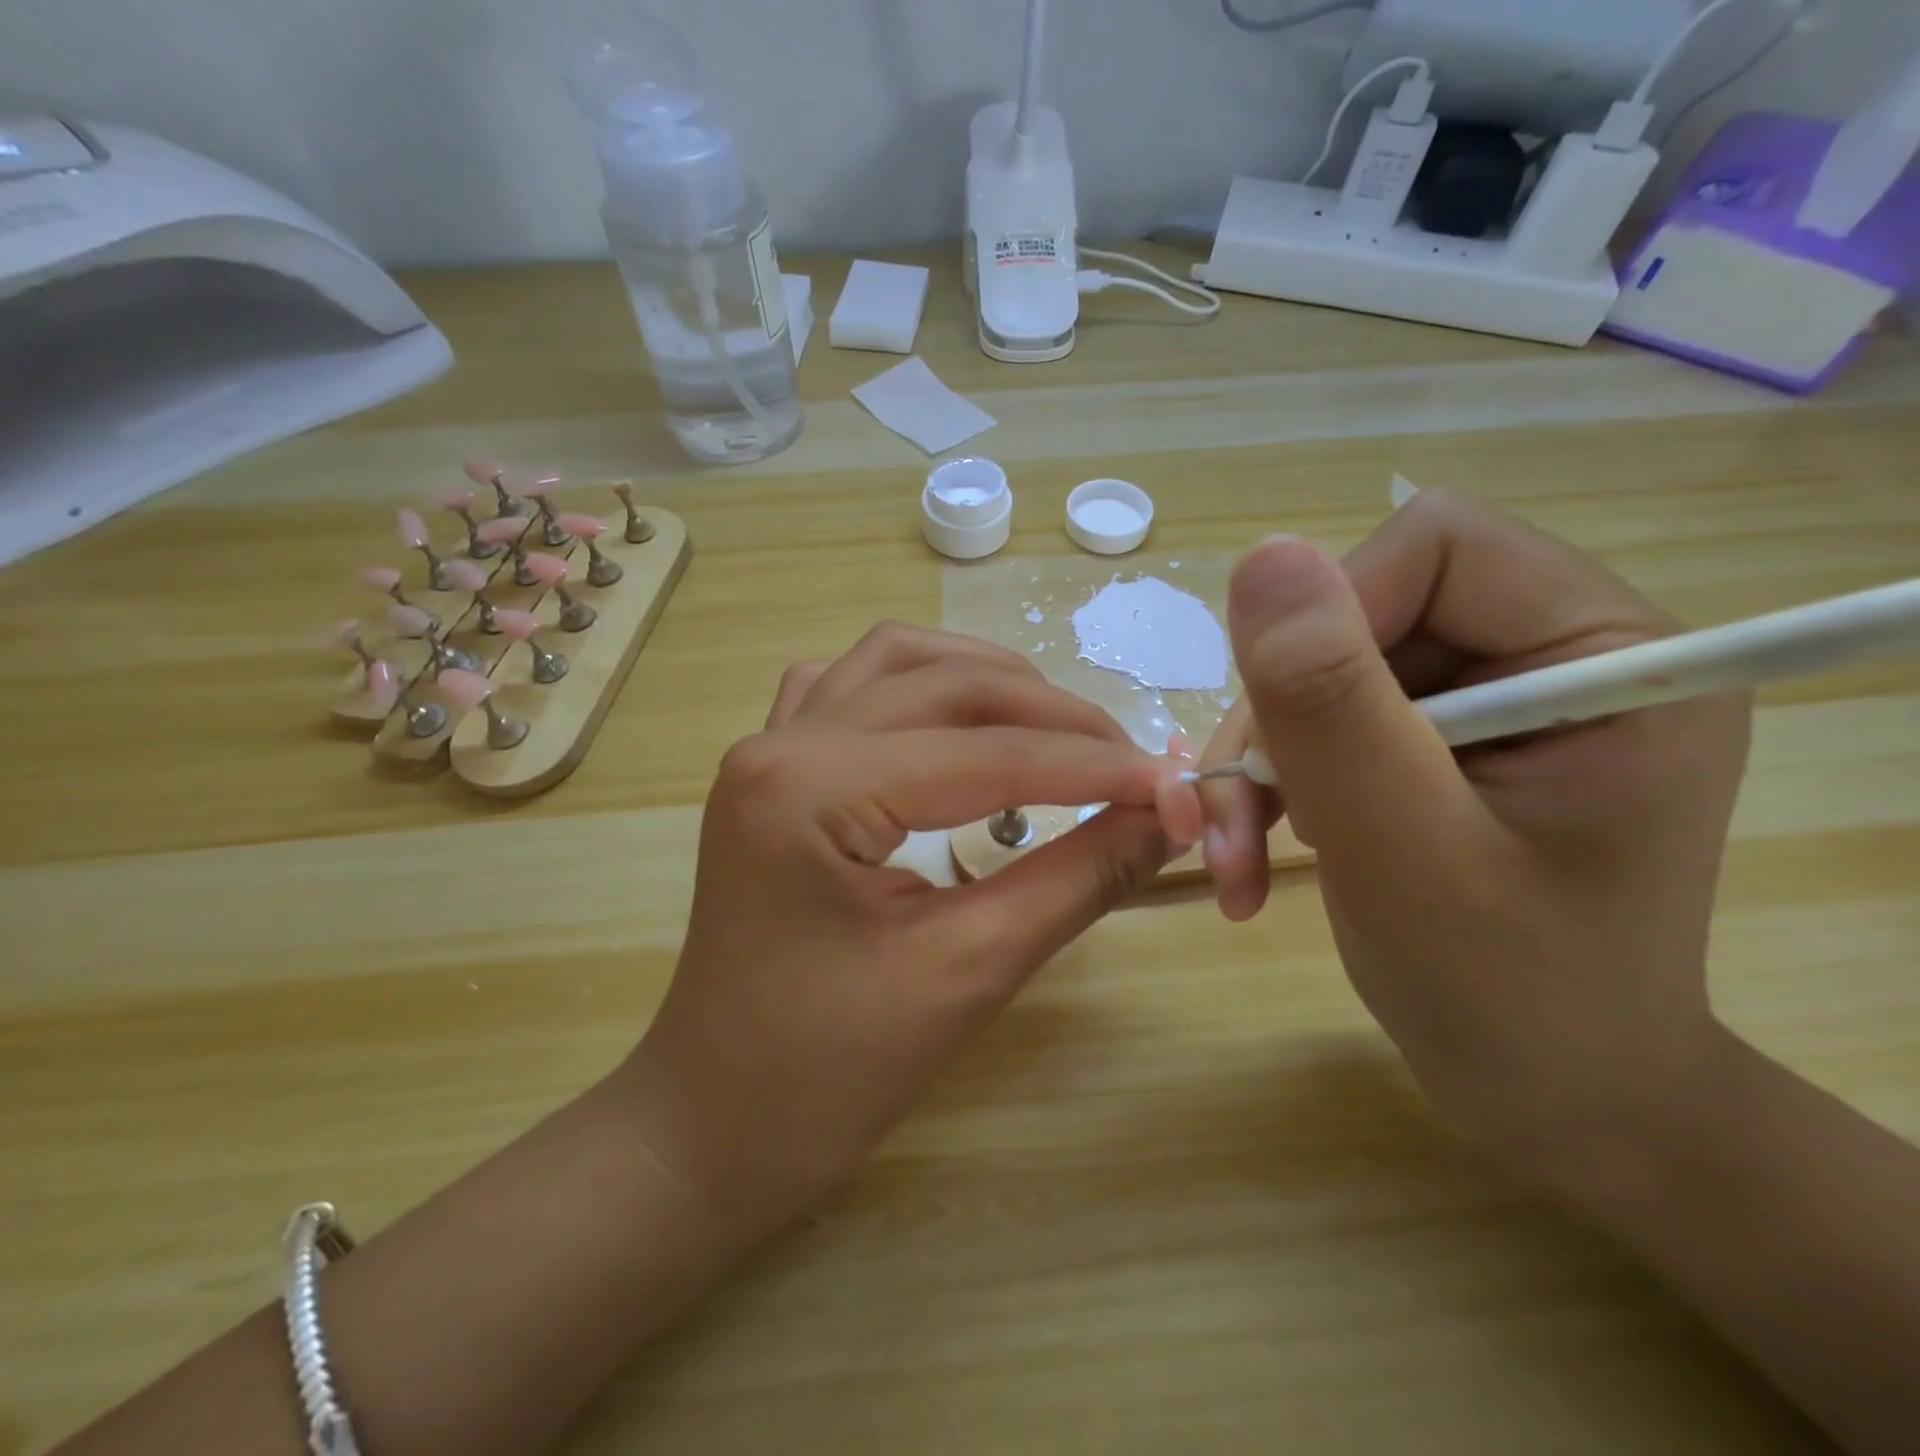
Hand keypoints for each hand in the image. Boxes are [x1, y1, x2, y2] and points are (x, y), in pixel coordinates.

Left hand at [620, 624, 1189, 1228]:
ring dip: (983, 680)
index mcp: (811, 789)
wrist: (713, 1125)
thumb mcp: (967, 973)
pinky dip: (918, 688)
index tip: (1175, 785)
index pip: (986, 753)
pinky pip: (849, 689)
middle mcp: (781, 743)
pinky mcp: (772, 772)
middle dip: (1050, 715)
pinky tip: (954, 725)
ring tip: (1055, 730)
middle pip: (944, 684)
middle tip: (1127, 763)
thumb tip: (1166, 818)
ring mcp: (767, 749)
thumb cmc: (826, 1075)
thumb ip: (1076, 880)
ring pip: (894, 662)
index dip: (1093, 766)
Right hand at [1192, 494, 1752, 1162]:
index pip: (1433, 549)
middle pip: (1360, 613)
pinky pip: (1320, 719)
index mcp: (1604, 652)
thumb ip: (1334, 707)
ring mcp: (1489, 700)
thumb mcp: (1406, 853)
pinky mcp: (1438, 743)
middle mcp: (1551, 654)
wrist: (1552, 1100)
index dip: (1327, 625)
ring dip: (1258, 763)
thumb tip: (1262, 557)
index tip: (1279, 741)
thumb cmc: (1512, 999)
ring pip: (1319, 670)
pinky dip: (1270, 783)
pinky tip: (1253, 852)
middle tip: (1230, 825)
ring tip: (1233, 854)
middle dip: (1276, 719)